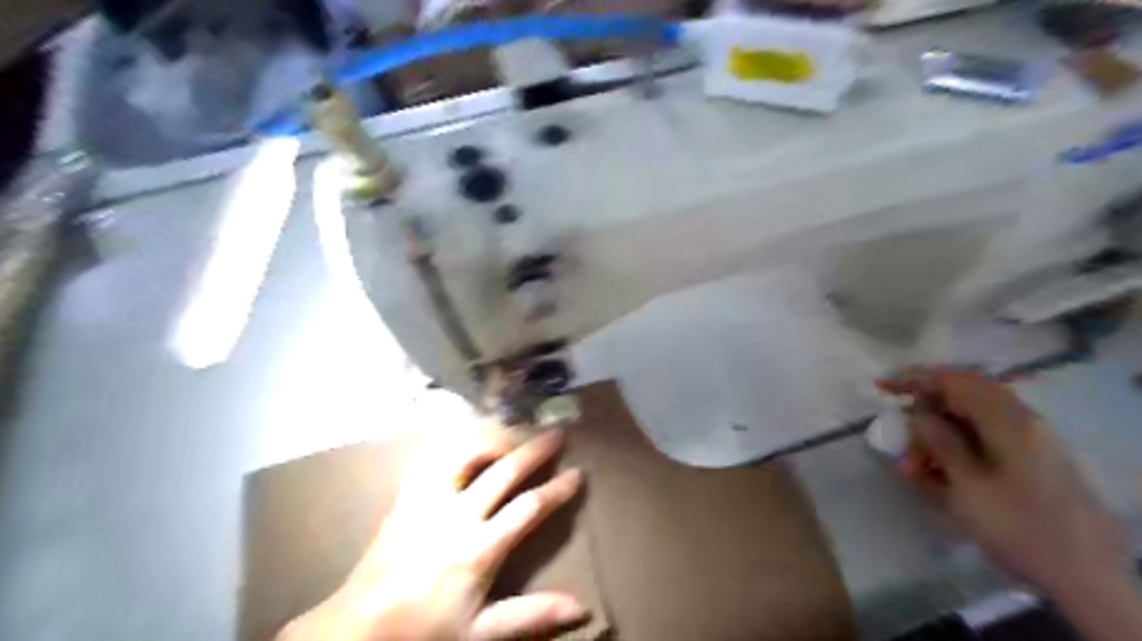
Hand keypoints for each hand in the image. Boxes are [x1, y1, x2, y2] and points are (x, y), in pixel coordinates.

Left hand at [278, 429, 587, 638]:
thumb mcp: (479, 633)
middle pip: (503, 471)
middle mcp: (456, 514)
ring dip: (492, 439)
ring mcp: (428, 501)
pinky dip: (449, 443)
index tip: (578, 473)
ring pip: (464, 454)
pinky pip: (428, 459)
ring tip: (512, 431)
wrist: (356, 629)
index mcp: (478, 548)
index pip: (528, 508)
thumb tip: (581, 609)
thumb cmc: (422, 632)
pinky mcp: (406, 498)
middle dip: (534, 451)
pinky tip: (462, 438)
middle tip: (556, 434)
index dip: (556, 489)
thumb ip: (530, 616)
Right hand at [876, 368, 1130, 599]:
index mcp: (1010, 422)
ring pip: (970, 421)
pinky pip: (984, 441)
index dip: (915, 379)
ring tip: (915, 470)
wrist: (1086, 577)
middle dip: (925, 414)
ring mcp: (1031, 441)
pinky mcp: (1032, 460)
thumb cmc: (1019, 528)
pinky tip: (938, 476)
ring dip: (937, 438)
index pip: (955, 382)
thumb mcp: (968, 487)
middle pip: (962, 399)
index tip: (881, 388)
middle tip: (900, 439)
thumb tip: (918, 414)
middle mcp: (1023, 422)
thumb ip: (941, 443)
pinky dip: (956, 450)